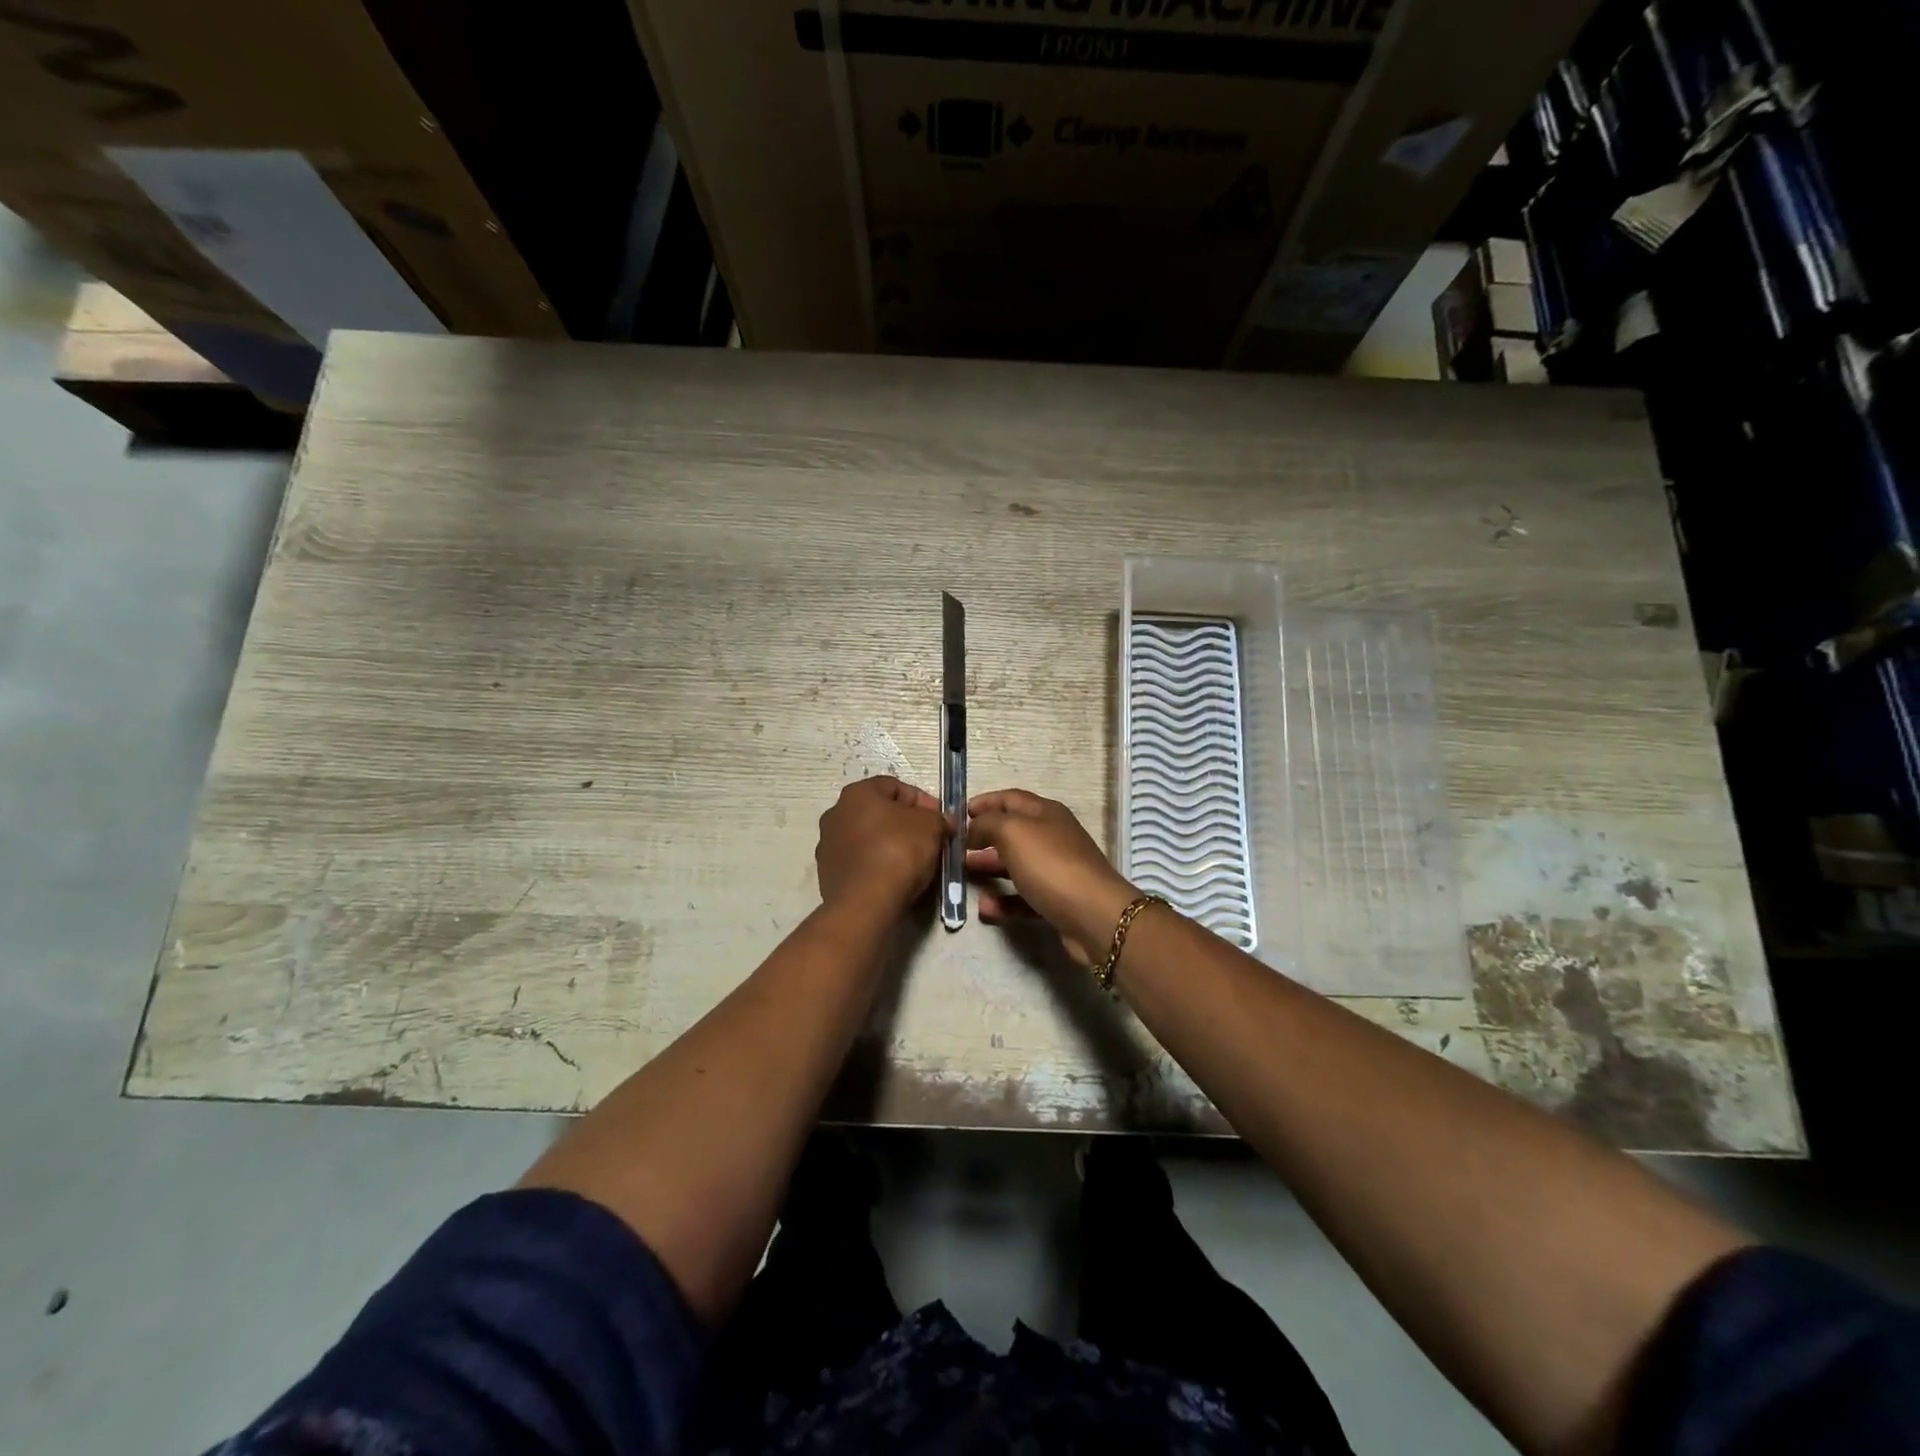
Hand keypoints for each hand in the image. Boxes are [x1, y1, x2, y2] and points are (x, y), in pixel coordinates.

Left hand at [816, 776, 948, 915]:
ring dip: (889, 845)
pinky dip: (877, 865)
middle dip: (905, 824)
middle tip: (929, 840)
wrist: (865, 903)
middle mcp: (835, 813)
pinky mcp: (827, 873)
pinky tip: (894, 878)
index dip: (923, 802)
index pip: (896, 787)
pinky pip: (860, 861)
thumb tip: (942, 822)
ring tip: (913, 863)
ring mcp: (827, 845)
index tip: (940, 821)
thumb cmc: (898, 852)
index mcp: (857, 793)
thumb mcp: (931, 826)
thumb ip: (938, 818)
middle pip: (879, 812)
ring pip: (868, 838)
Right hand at [965, 789, 1139, 965]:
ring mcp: (1056, 870)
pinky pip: (1024, 897)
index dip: (985, 802)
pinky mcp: (1057, 901)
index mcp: (1045, 813)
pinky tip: (985, 908)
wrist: (1093, 915)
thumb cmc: (1051, 864)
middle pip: (1013, 832)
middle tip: (957, 847)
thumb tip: (974, 828)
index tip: (960, 813)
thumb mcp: (1013, 831)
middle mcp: (1052, 837)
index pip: (1010, 798)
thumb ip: (987, 824)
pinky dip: (1004, 901)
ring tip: (964, 873)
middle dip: (983, 836)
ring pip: (1016, 864)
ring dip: (990, 867)